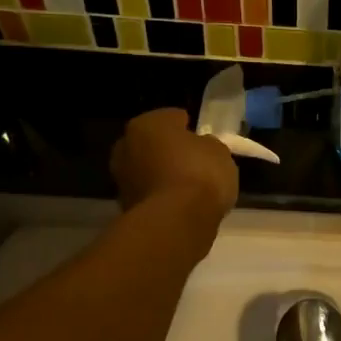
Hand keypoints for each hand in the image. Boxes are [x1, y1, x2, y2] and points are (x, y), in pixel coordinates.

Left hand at [110, 109, 238, 224]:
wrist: (176, 222)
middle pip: (153, 144)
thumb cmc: (199, 174)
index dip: (189, 128)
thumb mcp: (219, 152)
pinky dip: (161, 196)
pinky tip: (180, 204)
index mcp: (148, 123)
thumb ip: (207, 145)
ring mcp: (121, 178)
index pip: (172, 118)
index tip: (202, 139)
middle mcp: (126, 145)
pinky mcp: (124, 206)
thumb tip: (200, 148)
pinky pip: (150, 194)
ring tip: (189, 187)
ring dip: (163, 175)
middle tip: (193, 161)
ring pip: (148, 170)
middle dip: (169, 151)